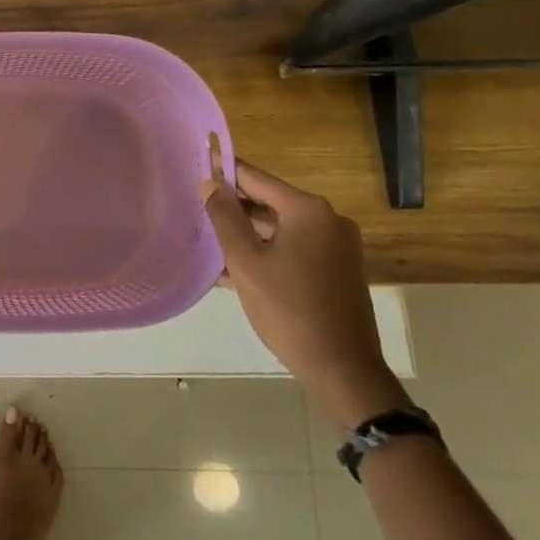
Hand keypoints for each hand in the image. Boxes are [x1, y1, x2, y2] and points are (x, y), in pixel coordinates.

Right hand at [204, 160, 407, 431]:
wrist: (343, 370)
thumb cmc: (288, 310)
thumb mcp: (246, 261)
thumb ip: (225, 217)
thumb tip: (210, 184)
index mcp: (308, 210)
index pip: (256, 178)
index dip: (224, 173)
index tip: (196, 170)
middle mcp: (329, 219)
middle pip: (270, 202)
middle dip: (235, 209)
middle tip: (199, 213)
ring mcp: (338, 245)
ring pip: (282, 227)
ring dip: (249, 234)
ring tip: (212, 244)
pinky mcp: (339, 269)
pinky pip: (296, 247)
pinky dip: (269, 251)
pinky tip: (239, 268)